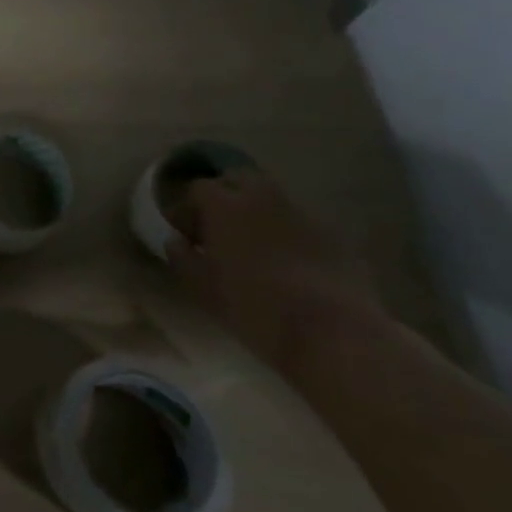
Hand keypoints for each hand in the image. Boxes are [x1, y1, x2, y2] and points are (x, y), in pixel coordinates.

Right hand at [165, 170, 386, 375]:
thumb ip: (182, 257)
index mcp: (223, 205)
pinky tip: (288, 262)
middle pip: (238, 179)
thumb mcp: (201, 287)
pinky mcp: (334, 235)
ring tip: (253, 245)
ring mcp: (303, 214)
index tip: (185, 233)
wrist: (332, 332)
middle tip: (218, 227)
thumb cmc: (252, 305)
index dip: (187, 208)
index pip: (197, 188)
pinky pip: (300, 222)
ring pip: (273, 199)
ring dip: (257, 212)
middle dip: (224, 196)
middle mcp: (263, 198)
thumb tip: (176, 241)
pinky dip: (287, 232)